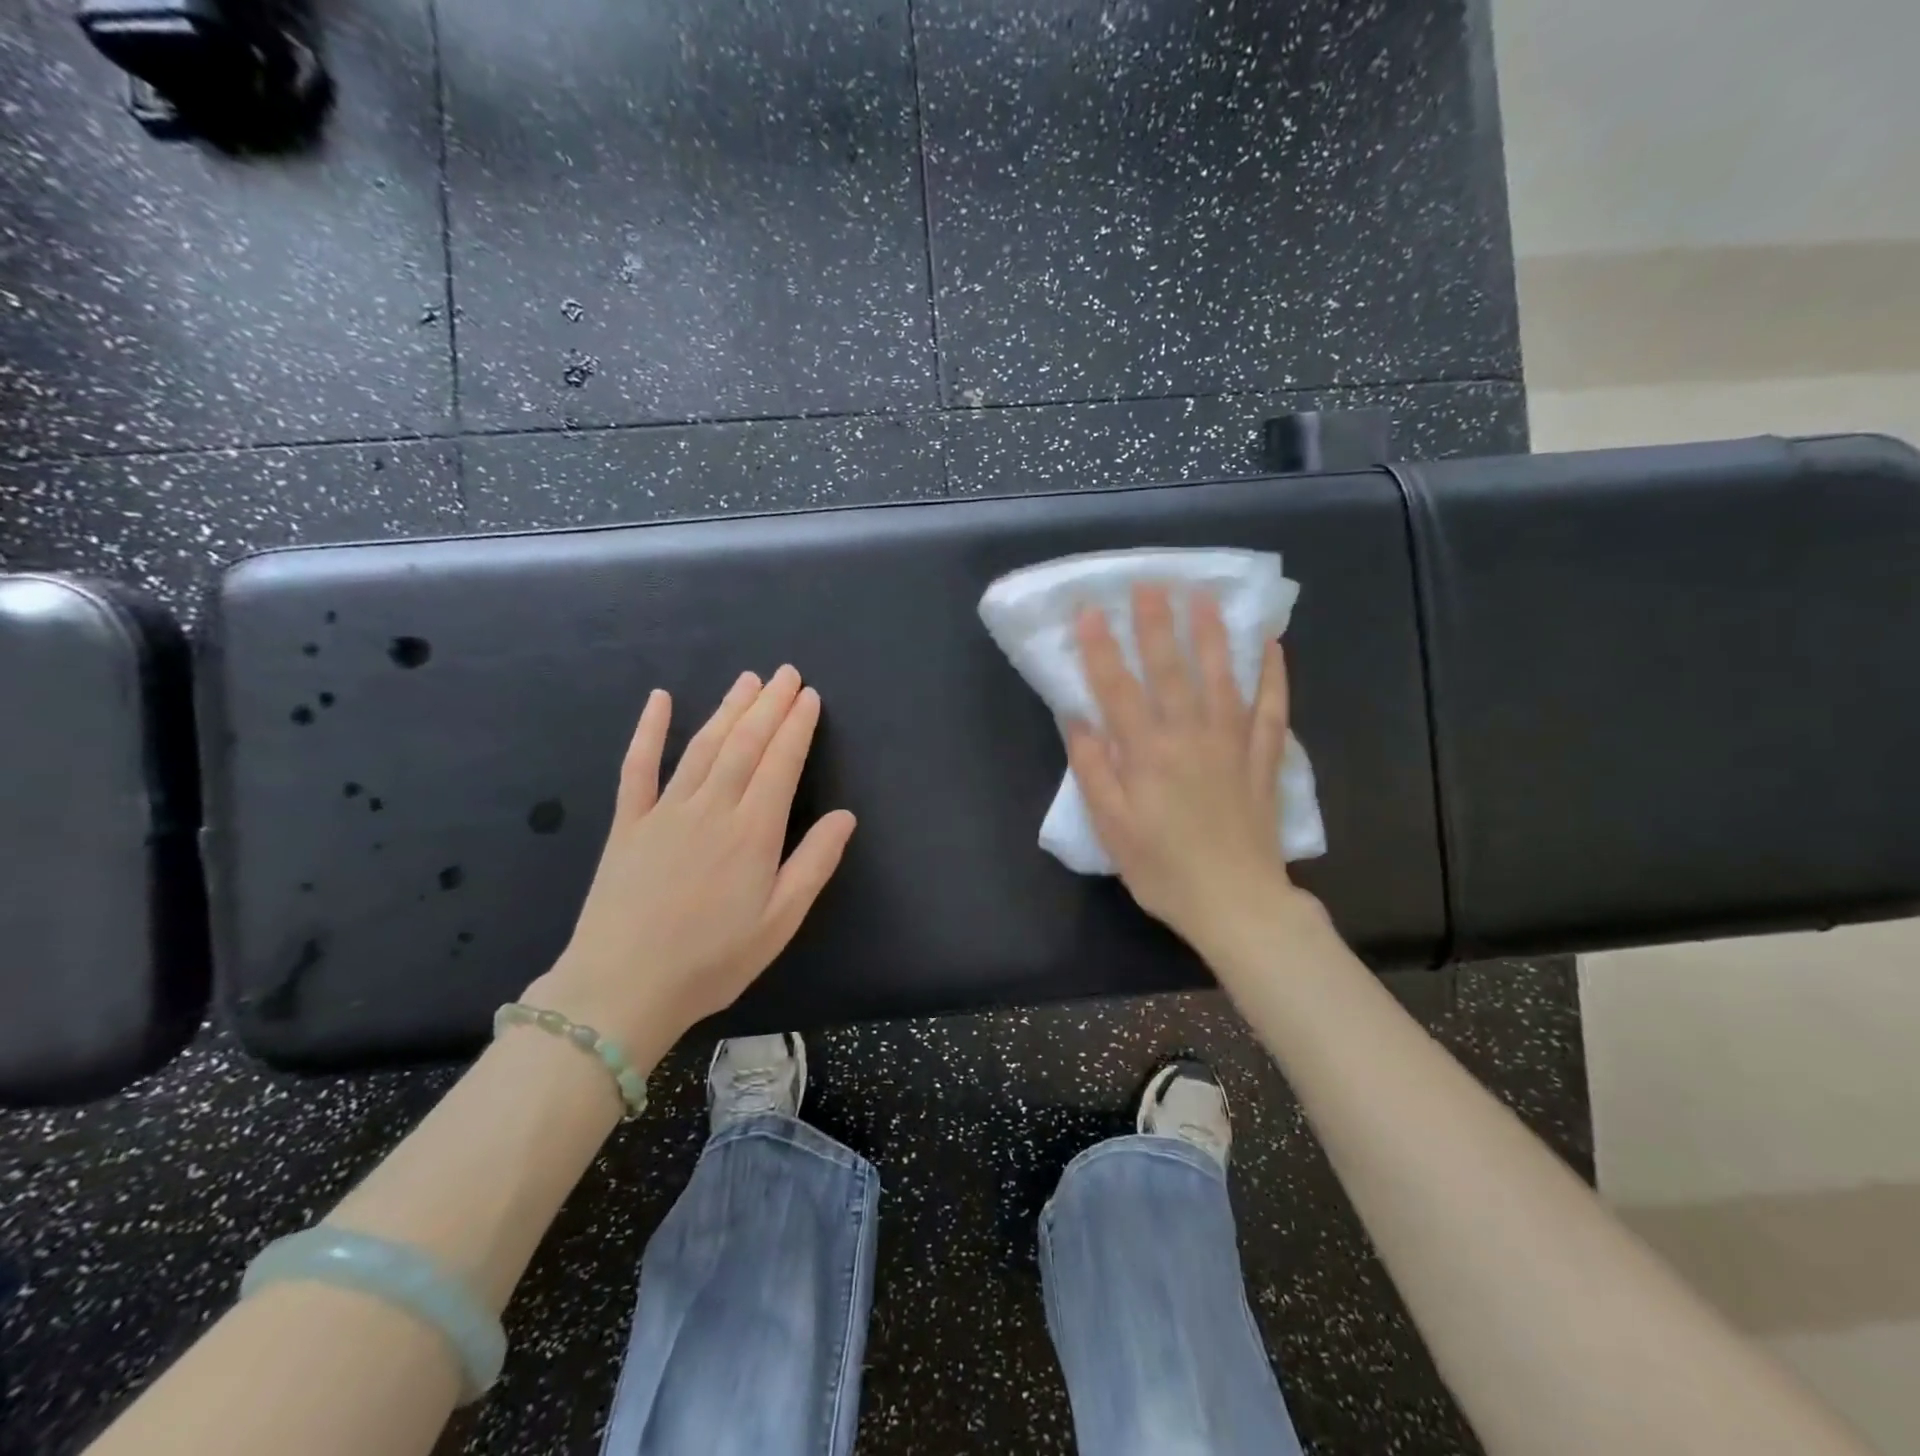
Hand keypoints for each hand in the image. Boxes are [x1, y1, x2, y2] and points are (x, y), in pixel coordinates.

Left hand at [524, 666, 856, 1067]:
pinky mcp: (628, 823)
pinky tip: (659, 700)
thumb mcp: (780, 922)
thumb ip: (814, 863)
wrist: (622, 989)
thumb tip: (846, 815)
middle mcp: (712, 808)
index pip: (782, 763)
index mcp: (753, 832)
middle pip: (745, 743)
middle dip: (770, 705)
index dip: (798, 726)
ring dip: (728, 709)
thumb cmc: (712, 961)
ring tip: (748, 680)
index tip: (810, 696)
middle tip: (787, 673)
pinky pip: (638, 767)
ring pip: (704, 746)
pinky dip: (649, 730)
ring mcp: (665, 811)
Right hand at [1066, 584, 1310, 959]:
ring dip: (1212, 634)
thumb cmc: (1163, 869)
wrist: (1236, 903)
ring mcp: (1232, 744)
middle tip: (1150, 583)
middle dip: (1157, 624)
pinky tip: (1272, 646)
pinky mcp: (1262, 759)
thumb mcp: (1112, 827)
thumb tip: (1077, 719)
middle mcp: (1189, 736)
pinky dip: (1274, 675)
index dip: (1102, 648)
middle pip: (1171, 670)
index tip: (1092, 610)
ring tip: (1205, 596)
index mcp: (1147, 754)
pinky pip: (1271, 708)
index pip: (1118, 688)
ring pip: (1222, 677)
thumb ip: (1094, 769)